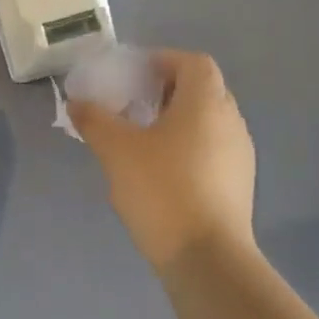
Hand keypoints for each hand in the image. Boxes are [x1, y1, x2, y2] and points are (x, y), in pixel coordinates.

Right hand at [70, 50, 256, 270]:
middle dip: (168, 90)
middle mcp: (231, 121)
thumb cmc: (162, 189)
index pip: (193, 62)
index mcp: (206, 103)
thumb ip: (95, 120)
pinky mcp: (240, 185)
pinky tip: (162, 171)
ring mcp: (240, 155)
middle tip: (134, 104)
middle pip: (203, 89)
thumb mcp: (117, 150)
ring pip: (209, 122)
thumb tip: (77, 102)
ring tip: (144, 138)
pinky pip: (214, 149)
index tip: (134, 74)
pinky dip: (190, 147)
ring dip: (179, 120)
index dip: (164, 60)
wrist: (207, 258)